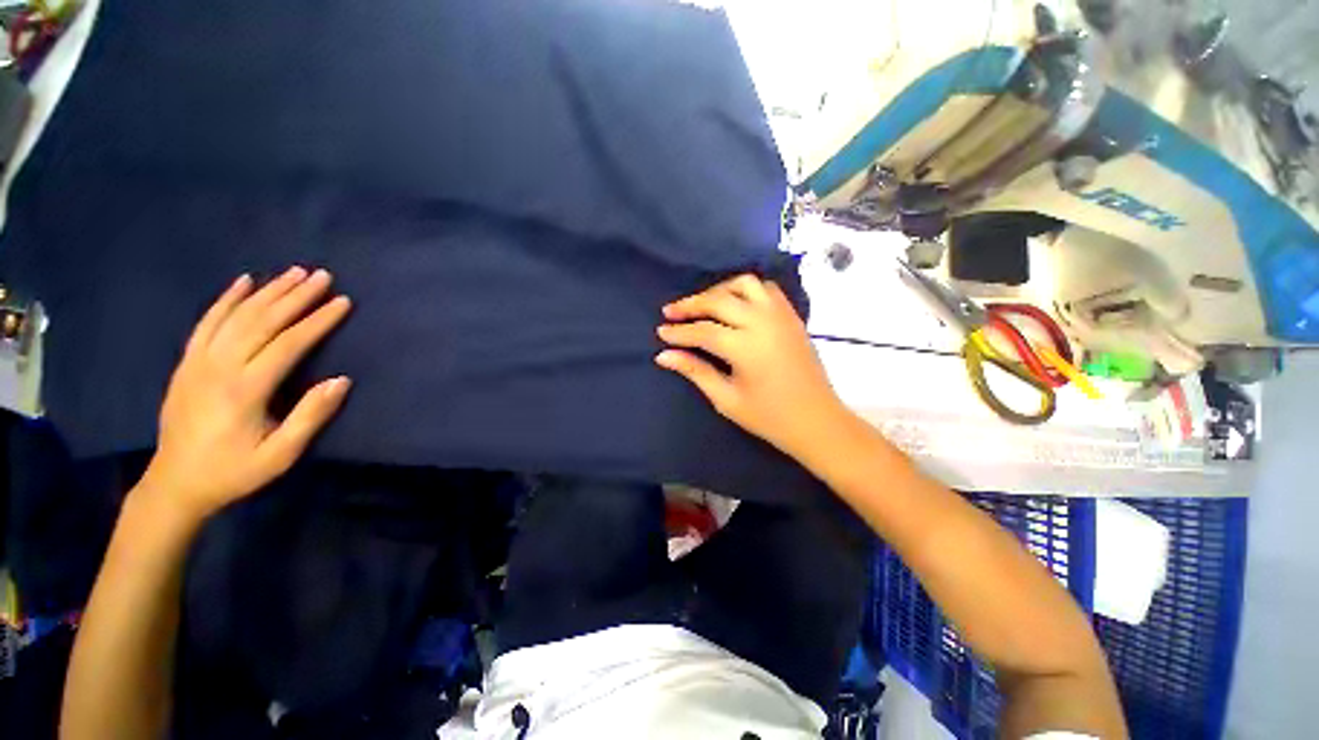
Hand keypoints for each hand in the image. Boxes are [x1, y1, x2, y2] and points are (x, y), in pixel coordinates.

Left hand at [140, 267, 352, 520]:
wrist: (176, 483)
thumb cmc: (234, 471)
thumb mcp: (281, 454)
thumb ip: (310, 416)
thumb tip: (341, 380)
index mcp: (244, 390)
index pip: (289, 344)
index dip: (318, 321)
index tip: (342, 301)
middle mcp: (218, 367)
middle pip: (261, 321)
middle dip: (295, 296)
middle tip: (321, 275)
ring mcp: (198, 362)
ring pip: (236, 316)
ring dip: (267, 291)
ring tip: (293, 272)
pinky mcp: (187, 363)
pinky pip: (206, 323)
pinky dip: (225, 300)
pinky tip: (242, 282)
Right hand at [656, 274, 848, 458]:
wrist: (817, 421)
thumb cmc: (769, 417)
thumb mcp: (726, 399)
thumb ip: (695, 371)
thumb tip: (664, 356)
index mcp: (746, 347)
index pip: (703, 330)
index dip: (679, 331)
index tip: (660, 331)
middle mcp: (763, 322)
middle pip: (719, 300)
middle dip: (691, 304)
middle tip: (670, 312)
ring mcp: (781, 315)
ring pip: (744, 284)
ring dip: (718, 290)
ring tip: (702, 305)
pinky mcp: (792, 316)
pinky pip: (765, 289)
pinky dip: (744, 290)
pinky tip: (734, 304)